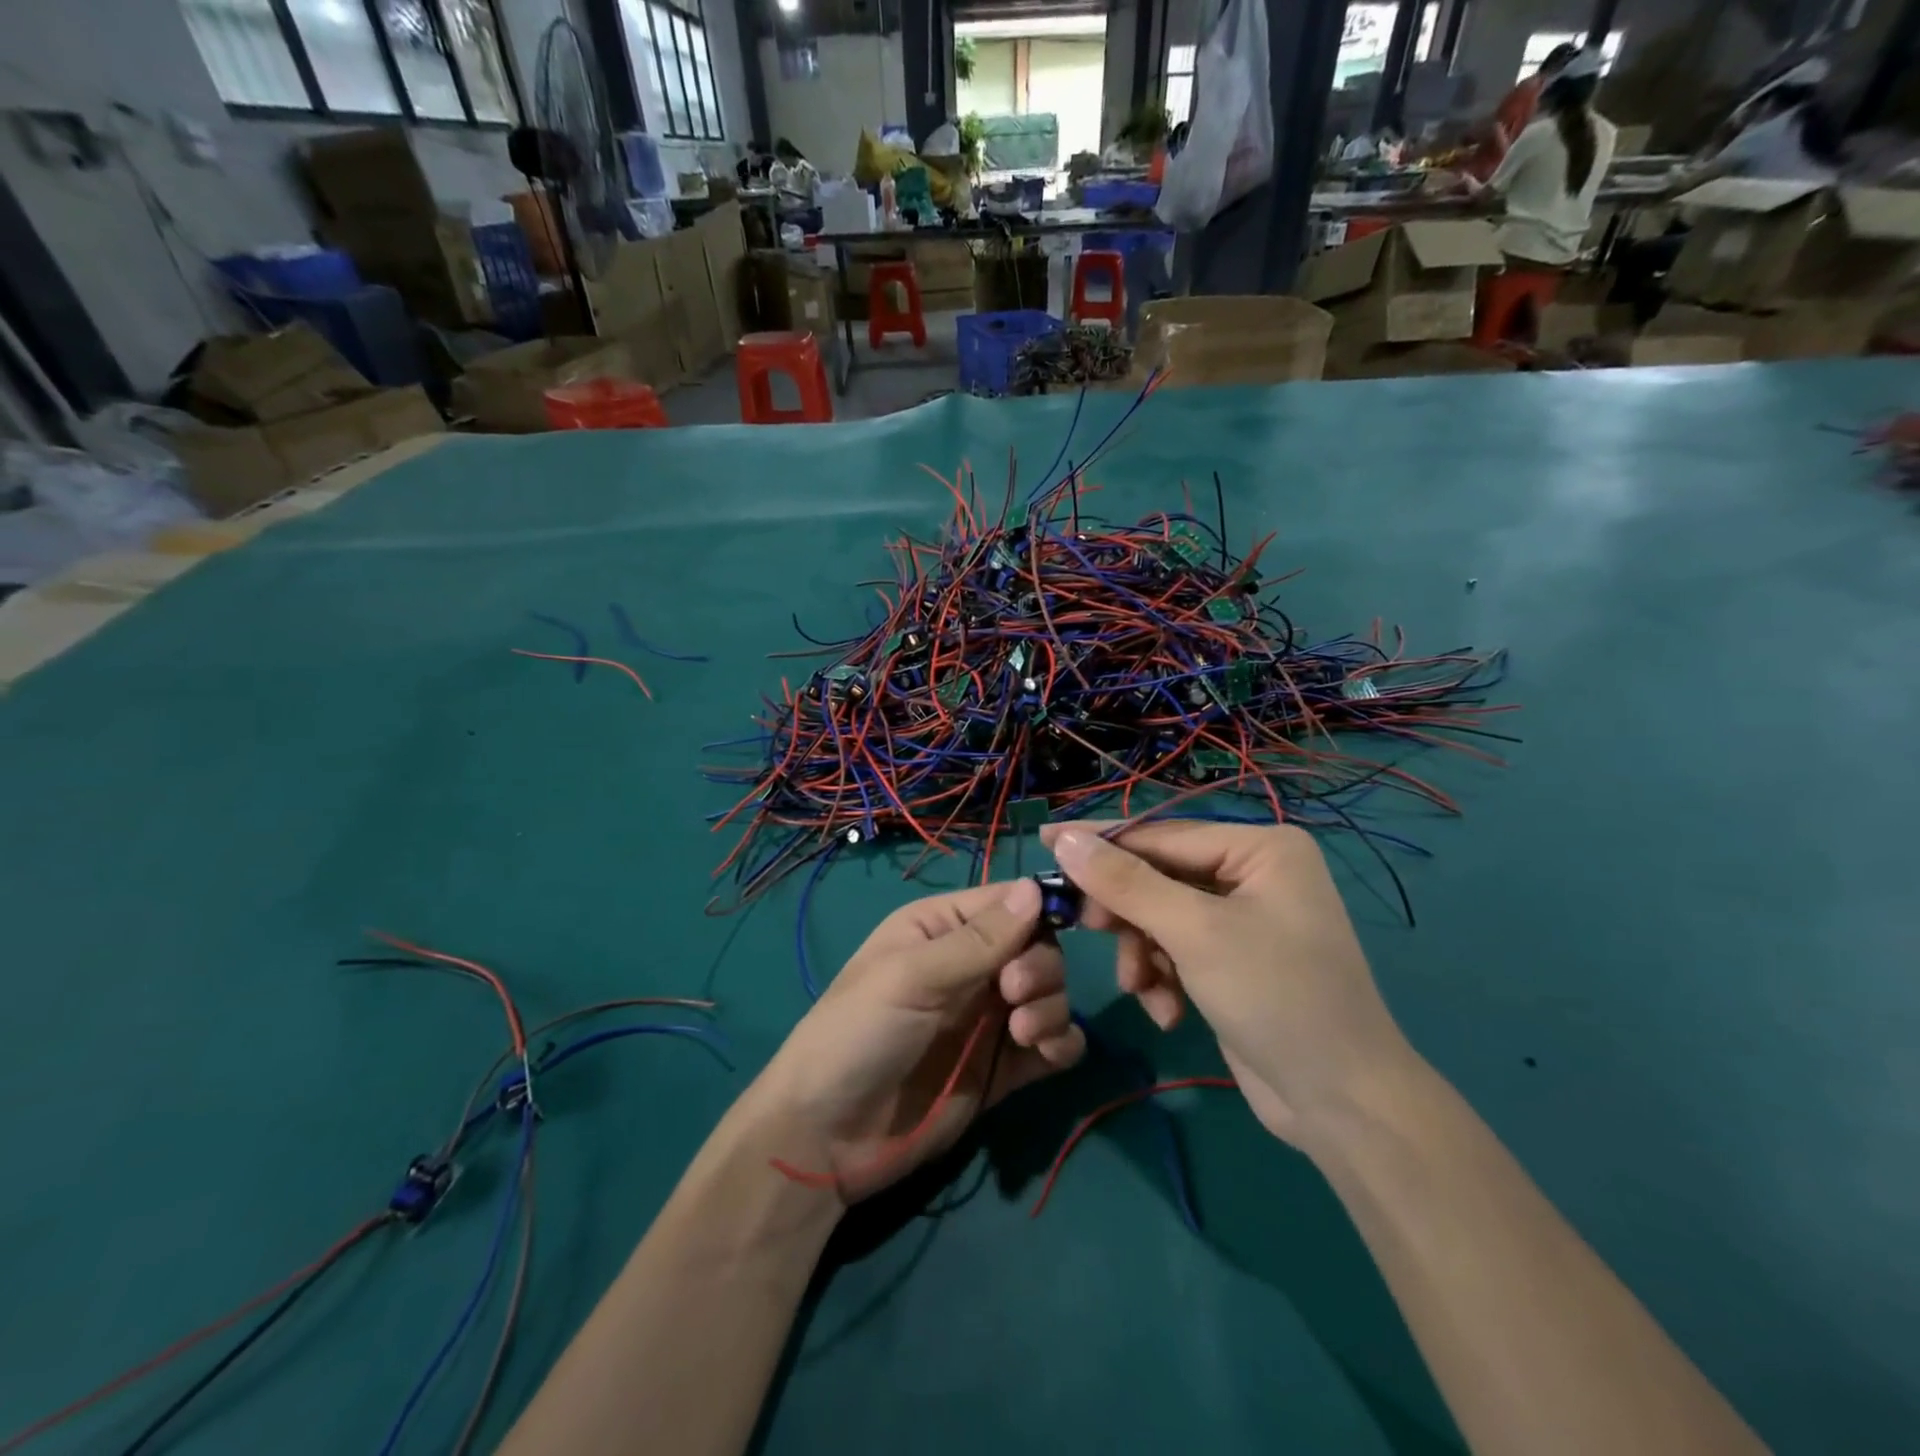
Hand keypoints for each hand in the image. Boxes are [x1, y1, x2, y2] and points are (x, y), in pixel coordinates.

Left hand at [749, 878, 1085, 1203]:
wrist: (829, 1136)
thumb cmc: (859, 1033)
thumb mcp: (912, 976)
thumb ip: (978, 939)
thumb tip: (1035, 887)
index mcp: (942, 928)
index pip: (1006, 902)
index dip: (1038, 910)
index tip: (1062, 927)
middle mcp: (971, 965)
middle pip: (1037, 947)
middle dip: (1039, 966)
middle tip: (1014, 993)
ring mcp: (989, 1017)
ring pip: (1050, 992)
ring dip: (1051, 1006)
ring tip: (1023, 1033)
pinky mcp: (1003, 1066)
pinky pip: (1053, 1043)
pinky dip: (1062, 1042)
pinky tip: (1047, 1053)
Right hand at [1042, 822, 1419, 1148]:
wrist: (1341, 1105)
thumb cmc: (1276, 996)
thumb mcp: (1193, 933)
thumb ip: (1125, 882)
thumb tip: (1064, 839)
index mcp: (1260, 848)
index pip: (1162, 835)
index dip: (1101, 842)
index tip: (1044, 841)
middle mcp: (1254, 874)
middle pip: (1159, 877)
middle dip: (1127, 913)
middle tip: (1083, 928)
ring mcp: (1244, 919)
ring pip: (1161, 918)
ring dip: (1143, 954)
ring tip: (1140, 988)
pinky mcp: (1233, 961)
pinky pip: (1177, 950)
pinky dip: (1163, 977)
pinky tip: (1167, 1011)